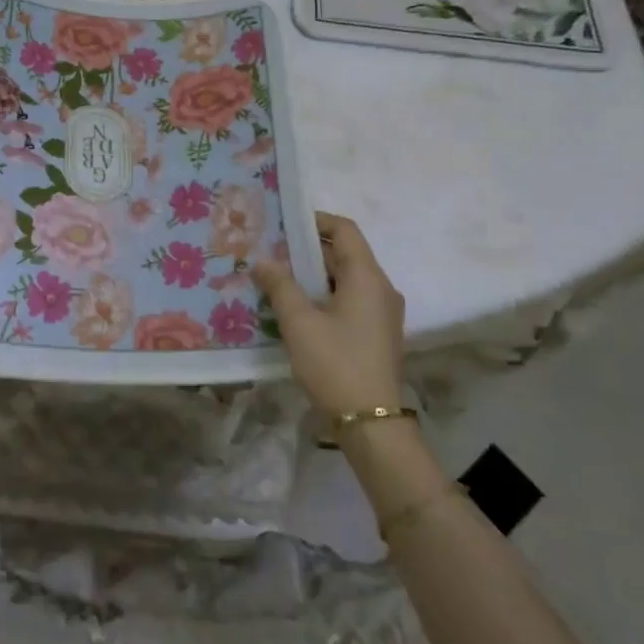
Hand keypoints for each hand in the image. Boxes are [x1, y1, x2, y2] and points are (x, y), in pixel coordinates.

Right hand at [252, 212, 404, 416]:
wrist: (370, 423)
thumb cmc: (335, 363)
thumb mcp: (299, 322)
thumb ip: (280, 286)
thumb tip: (262, 261)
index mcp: (367, 277)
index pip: (345, 230)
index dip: (315, 220)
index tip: (284, 223)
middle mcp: (381, 289)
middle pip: (345, 254)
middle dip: (307, 249)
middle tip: (270, 250)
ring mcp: (381, 313)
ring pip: (345, 279)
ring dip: (313, 275)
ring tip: (276, 277)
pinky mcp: (376, 334)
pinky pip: (349, 300)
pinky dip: (323, 295)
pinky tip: (295, 309)